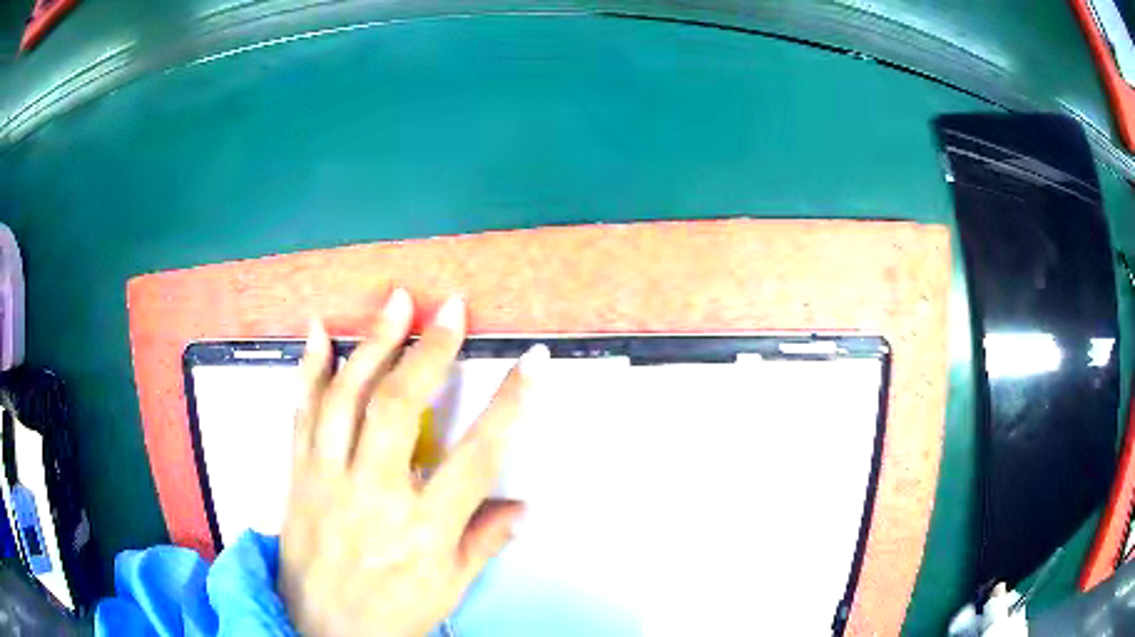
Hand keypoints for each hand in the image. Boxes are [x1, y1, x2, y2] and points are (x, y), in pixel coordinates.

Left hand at [278, 289, 546, 635]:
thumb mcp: (448, 589)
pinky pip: (303, 411)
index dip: (510, 406)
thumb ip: (483, 541)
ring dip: (372, 343)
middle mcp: (372, 495)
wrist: (320, 627)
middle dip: (429, 351)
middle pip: (399, 408)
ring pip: (346, 397)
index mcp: (421, 530)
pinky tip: (319, 332)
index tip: (532, 365)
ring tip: (395, 303)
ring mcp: (328, 478)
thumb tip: (521, 508)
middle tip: (450, 310)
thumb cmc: (390, 613)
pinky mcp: (298, 473)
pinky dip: (310, 367)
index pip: (476, 457)